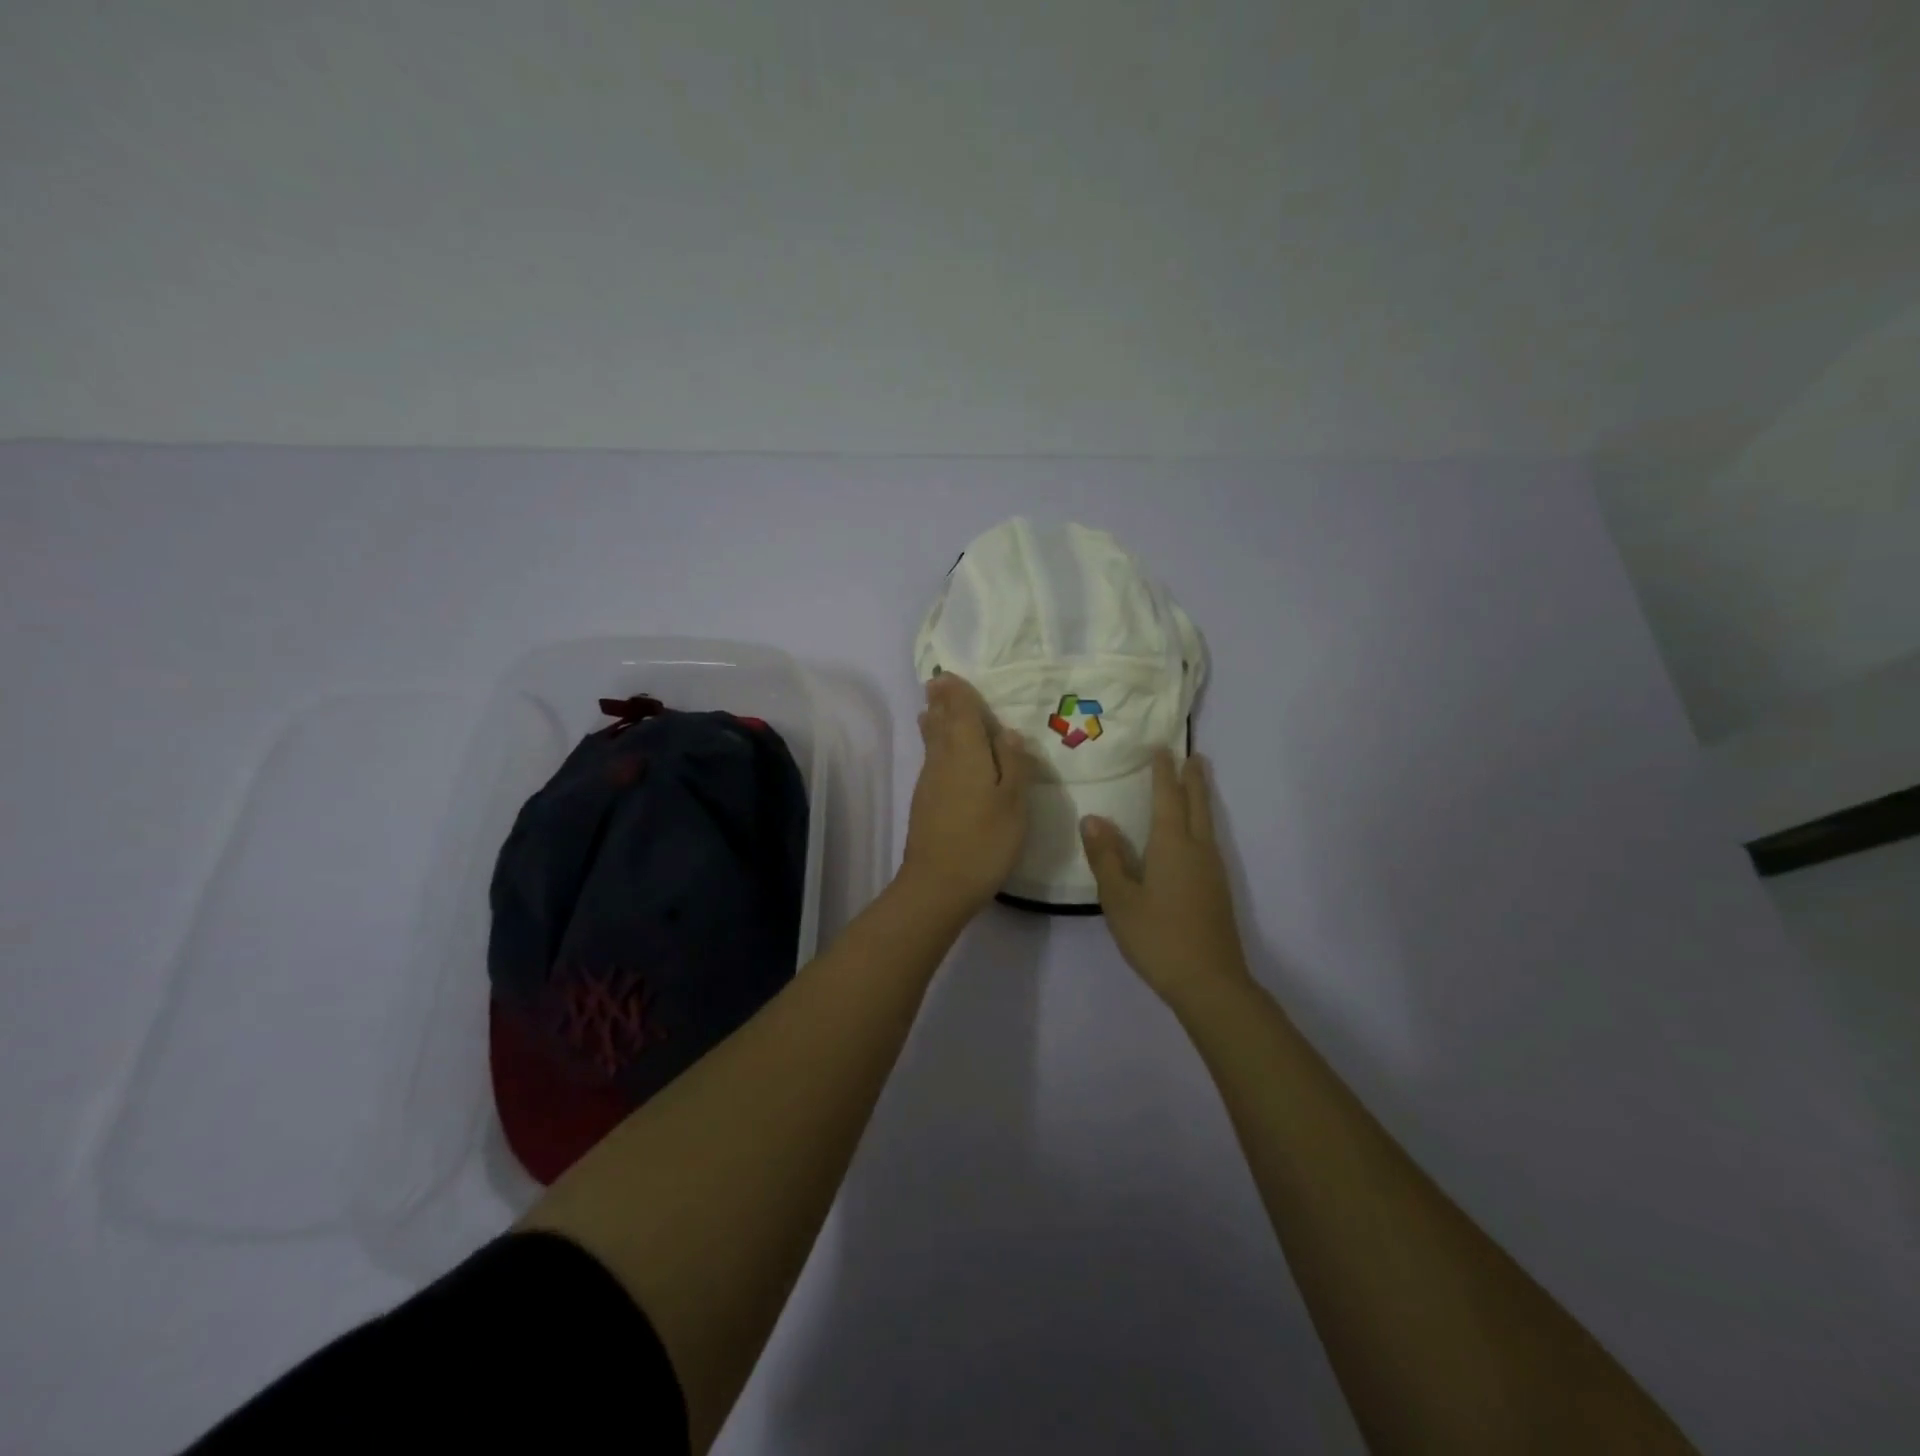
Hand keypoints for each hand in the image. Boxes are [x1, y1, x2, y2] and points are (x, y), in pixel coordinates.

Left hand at [899, 673, 1033, 917]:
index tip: (951, 675)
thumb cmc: (983, 842)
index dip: (958, 693)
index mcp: (966, 754)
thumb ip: (1013, 764)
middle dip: (941, 702)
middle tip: (937, 681)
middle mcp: (942, 761)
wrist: (937, 885)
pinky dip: (934, 744)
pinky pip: (931, 759)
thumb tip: (1008, 732)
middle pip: (940, 723)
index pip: (960, 713)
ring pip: (932, 741)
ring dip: (934, 721)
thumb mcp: (1013, 803)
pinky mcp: (924, 802)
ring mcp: (929, 782)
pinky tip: (938, 750)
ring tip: (932, 706)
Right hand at [1082, 750, 1249, 1005]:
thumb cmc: (1157, 936)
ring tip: (1195, 783)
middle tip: (1192, 755)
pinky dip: (1201, 822)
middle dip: (1192, 779)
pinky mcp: (1217, 890)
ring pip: (1206, 822)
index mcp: (1171, 845)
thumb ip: (1107, 857)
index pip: (1167, 798)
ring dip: (1199, 798)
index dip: (1163, 773)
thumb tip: (1093, 818)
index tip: (1162, 749)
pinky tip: (1193, 836)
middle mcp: (1197, 850)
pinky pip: (1208, 840)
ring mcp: (1212, 870)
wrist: (1209, 981)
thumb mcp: (1119, 898)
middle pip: (1196, 805)